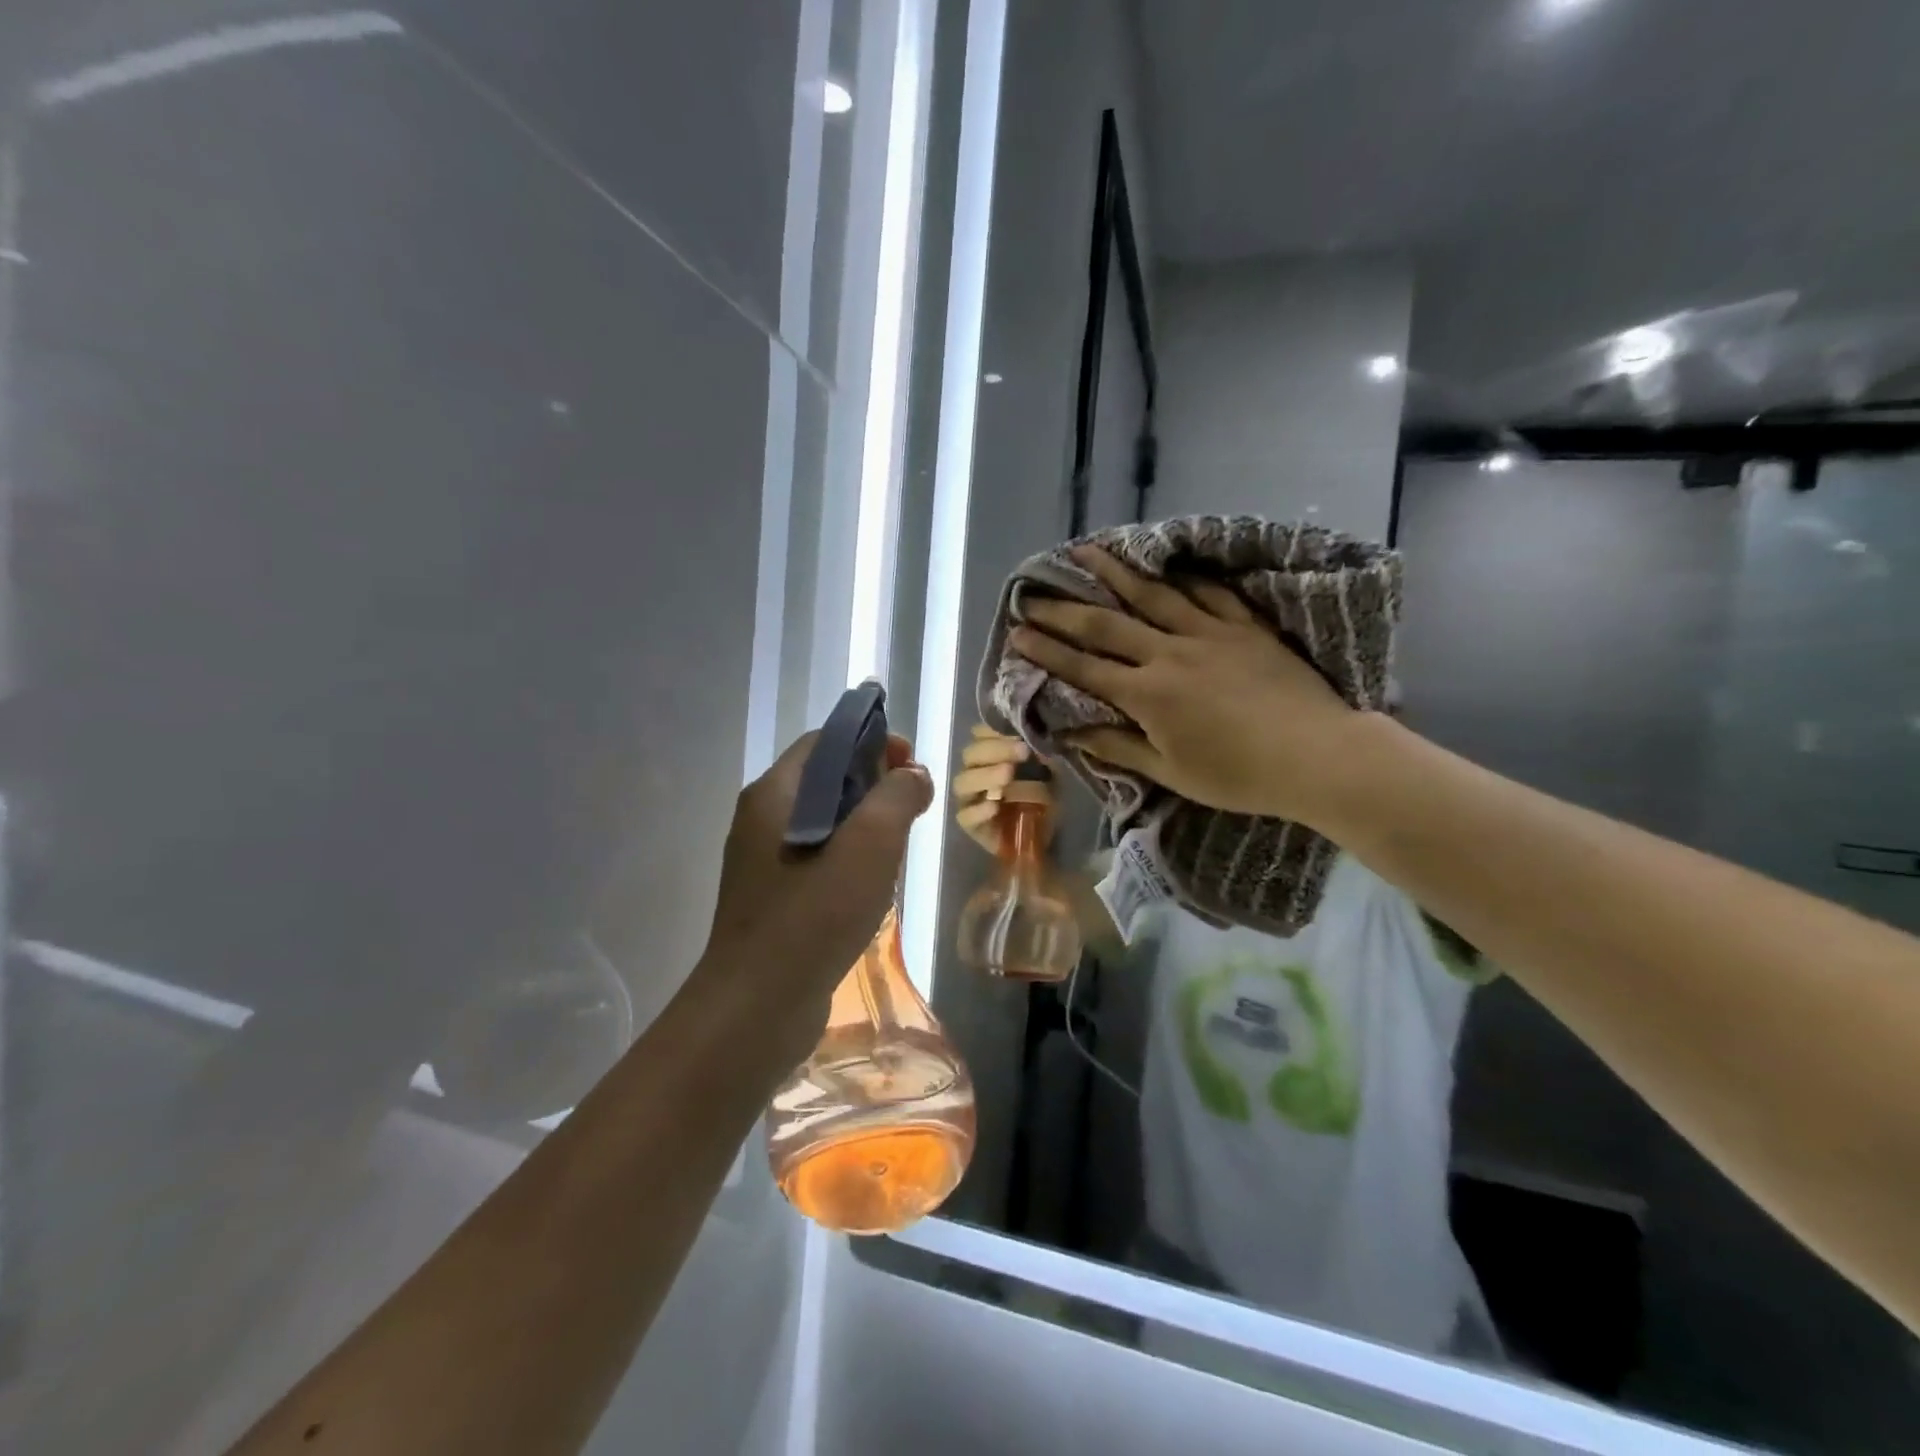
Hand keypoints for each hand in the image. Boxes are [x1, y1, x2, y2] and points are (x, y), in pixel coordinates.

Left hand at [698, 730, 932, 1029]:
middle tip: (913, 807)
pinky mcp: (772, 897)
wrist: (755, 1008)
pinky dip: (849, 857)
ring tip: (899, 846)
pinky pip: (817, 858)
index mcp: (774, 793)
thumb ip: (897, 796)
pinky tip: (872, 885)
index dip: (872, 741)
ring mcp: (762, 861)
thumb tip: (912, 774)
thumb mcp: (870, 844)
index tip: (911, 764)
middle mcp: (761, 818)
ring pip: (824, 821)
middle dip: (874, 783)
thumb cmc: (814, 915)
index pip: (825, 741)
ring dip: (866, 824)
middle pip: (825, 778)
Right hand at [951, 723, 1054, 853]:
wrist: (1045, 837)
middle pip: (971, 755)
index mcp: (990, 755)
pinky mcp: (970, 825)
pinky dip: (979, 810)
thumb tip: (1040, 741)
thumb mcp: (1051, 774)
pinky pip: (965, 816)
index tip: (1019, 733)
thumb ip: (1044, 757)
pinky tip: (995, 806)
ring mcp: (969, 799)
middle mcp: (974, 773)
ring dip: (985, 776)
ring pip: (963, 783)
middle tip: (1022, 752)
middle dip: (996, 750)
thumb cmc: (1044, 799)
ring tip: (1008, 774)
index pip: (979, 734)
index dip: (994, 730)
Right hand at [1008, 546, 1358, 825]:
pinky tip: (1167, 563)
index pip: (1085, 668)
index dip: (1047, 650)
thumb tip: (1069, 734)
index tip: (1017, 632)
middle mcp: (1170, 654)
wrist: (1318, 756)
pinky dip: (1184, 576)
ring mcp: (1210, 634)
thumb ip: (1118, 748)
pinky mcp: (1246, 627)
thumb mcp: (1171, 772)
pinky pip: (1209, 593)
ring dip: (1116, 571)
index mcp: (1148, 695)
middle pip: (1108, 624)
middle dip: (1065, 608)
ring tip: (1086, 551)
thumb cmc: (1238, 775)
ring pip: (1154, 594)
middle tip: (1033, 591)